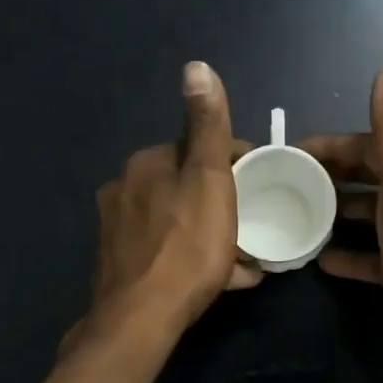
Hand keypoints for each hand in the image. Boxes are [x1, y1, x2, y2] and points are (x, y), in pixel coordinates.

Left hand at [88, 62, 261, 337]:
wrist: (142, 317)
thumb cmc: (186, 247)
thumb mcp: (208, 181)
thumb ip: (207, 127)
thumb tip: (196, 66)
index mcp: (147, 164)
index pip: (197, 149)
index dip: (234, 163)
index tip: (262, 184)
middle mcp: (125, 190)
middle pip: (187, 186)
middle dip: (222, 201)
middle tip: (255, 224)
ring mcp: (120, 231)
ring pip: (179, 222)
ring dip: (212, 233)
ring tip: (245, 257)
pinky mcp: (122, 265)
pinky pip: (168, 252)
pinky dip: (195, 258)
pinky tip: (223, 278)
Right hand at [301, 67, 382, 356]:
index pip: (376, 147)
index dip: (335, 146)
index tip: (295, 152)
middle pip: (373, 179)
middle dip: (335, 177)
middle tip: (292, 182)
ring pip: (371, 217)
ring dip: (339, 214)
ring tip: (302, 215)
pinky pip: (372, 256)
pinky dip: (349, 254)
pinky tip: (322, 258)